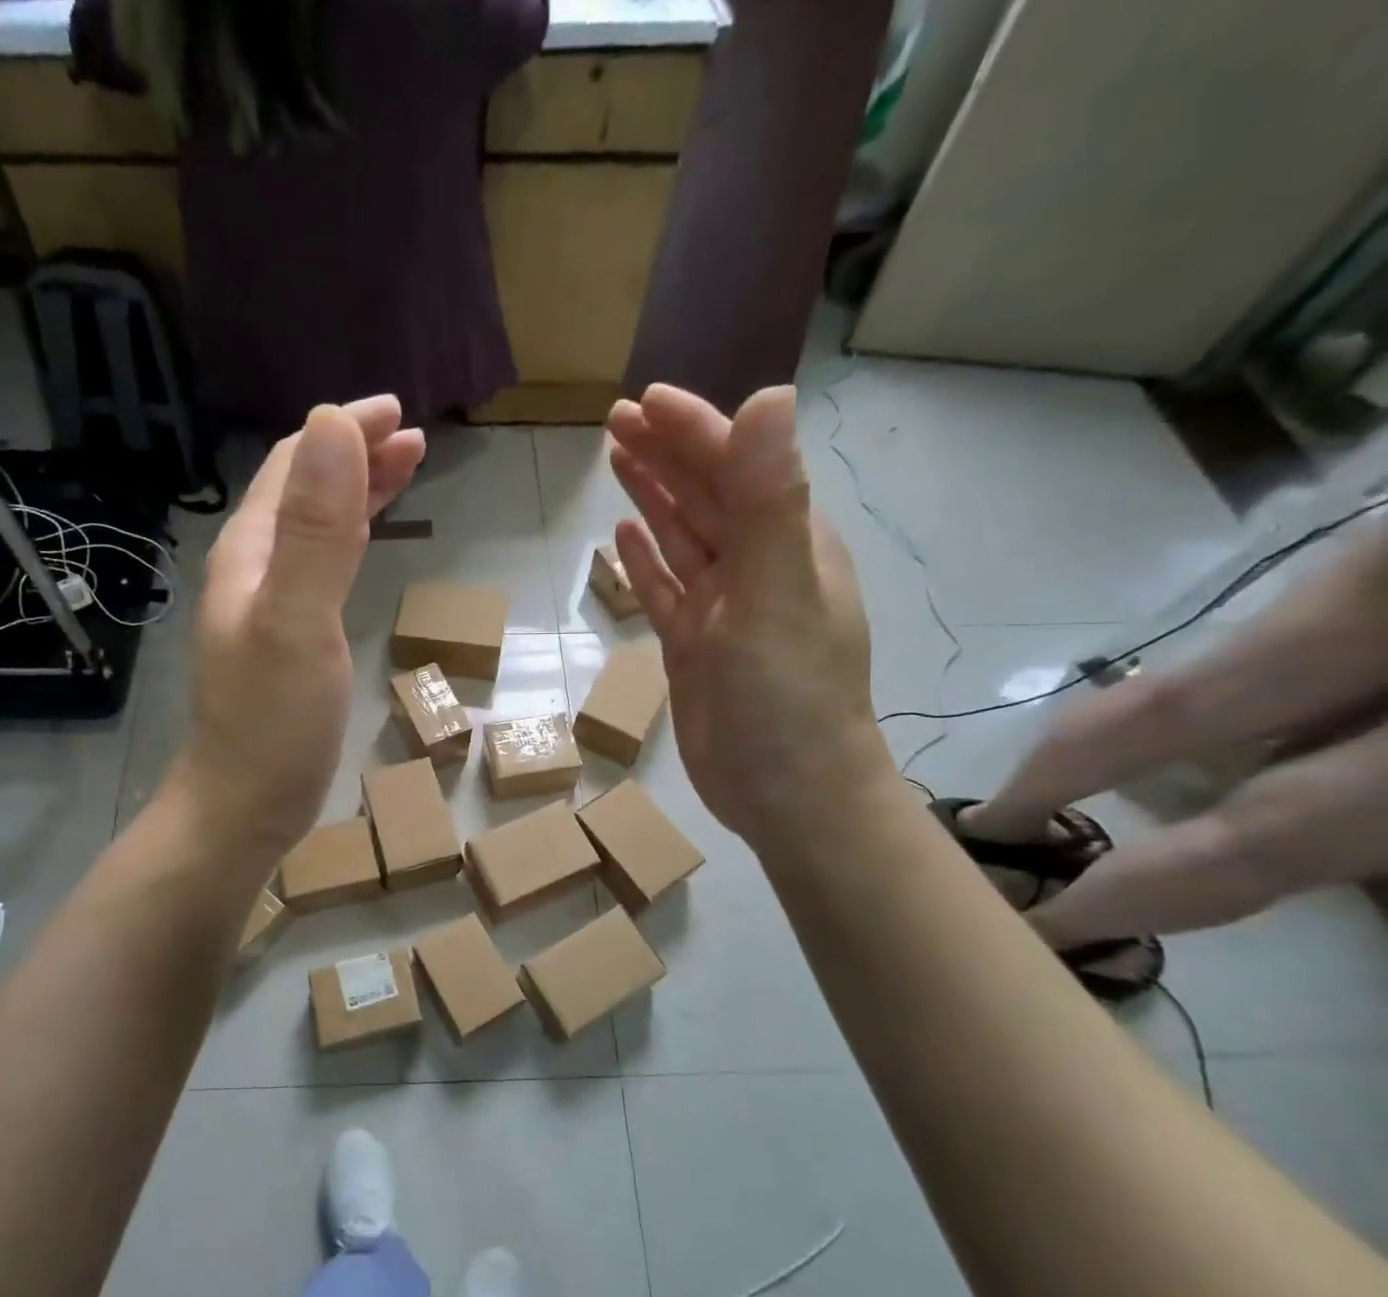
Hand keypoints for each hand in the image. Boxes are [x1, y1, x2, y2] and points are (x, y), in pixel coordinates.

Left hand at [173, 397, 424, 858]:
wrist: (243, 807)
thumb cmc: (273, 721)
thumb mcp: (297, 620)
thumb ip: (316, 529)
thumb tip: (333, 423)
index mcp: (251, 552)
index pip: (293, 464)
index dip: (342, 431)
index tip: (399, 414)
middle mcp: (254, 569)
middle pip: (303, 491)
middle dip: (355, 456)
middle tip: (413, 439)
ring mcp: (269, 607)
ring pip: (314, 528)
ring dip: (356, 493)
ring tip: (404, 473)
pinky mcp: (289, 641)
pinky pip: (321, 569)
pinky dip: (352, 540)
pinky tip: (369, 546)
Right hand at [605, 384, 887, 842]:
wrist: (787, 794)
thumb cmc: (786, 695)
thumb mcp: (777, 593)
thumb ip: (769, 499)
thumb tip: (769, 395)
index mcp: (787, 543)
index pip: (737, 467)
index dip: (693, 430)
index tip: (645, 401)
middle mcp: (757, 567)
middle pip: (706, 495)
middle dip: (665, 454)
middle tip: (616, 420)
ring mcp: (724, 609)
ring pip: (683, 538)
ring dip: (652, 497)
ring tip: (616, 459)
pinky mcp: (695, 646)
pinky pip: (666, 589)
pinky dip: (645, 561)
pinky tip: (623, 537)